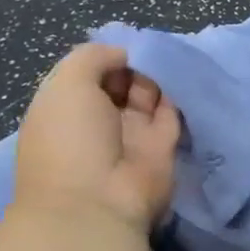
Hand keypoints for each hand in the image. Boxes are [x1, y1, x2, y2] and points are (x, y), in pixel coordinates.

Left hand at [14, 43, 181, 230]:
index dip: (106, 58)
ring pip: (148, 97)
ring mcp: (131, 135)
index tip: (126, 48)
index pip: (89, 74)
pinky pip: (172, 115)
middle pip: (121, 83)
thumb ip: (93, 57)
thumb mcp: (67, 84)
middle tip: (152, 52)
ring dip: (158, 79)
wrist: (98, 202)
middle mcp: (98, 121)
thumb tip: (124, 54)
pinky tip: (183, 80)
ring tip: (170, 62)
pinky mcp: (162, 148)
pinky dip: (177, 98)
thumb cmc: (71, 139)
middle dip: (136, 66)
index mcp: (66, 108)